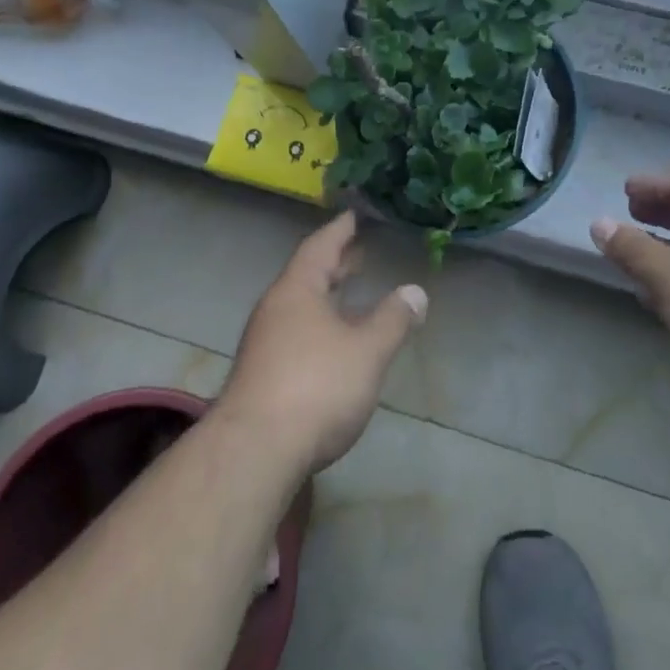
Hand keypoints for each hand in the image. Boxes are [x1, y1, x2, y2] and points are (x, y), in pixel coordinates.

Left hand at [216, 211, 427, 477]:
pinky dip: (318, 324)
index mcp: (297, 290)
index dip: (340, 230)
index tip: (353, 215)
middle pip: (307, 275)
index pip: (320, 247)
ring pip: (300, 307)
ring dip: (326, 296)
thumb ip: (393, 320)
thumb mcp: (367, 351)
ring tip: (351, 293)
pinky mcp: (260, 376)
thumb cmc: (315, 387)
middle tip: (359, 252)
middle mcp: (275, 309)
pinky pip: (294, 332)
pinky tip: (333, 344)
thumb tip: (416, 292)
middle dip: (335, 264)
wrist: (253, 454)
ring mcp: (263, 343)